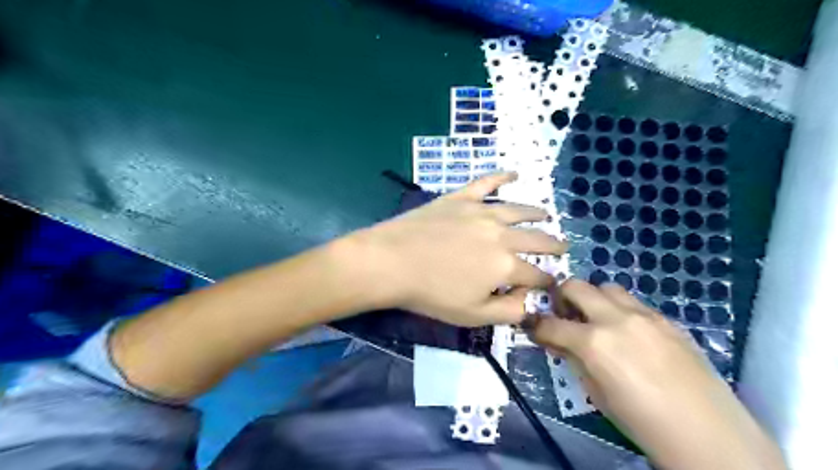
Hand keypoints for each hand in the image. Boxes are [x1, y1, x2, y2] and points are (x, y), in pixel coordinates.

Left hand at [350, 171, 564, 325]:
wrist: (391, 262)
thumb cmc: (431, 293)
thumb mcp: (473, 315)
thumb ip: (509, 311)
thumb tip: (530, 301)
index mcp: (505, 265)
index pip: (537, 274)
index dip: (548, 281)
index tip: (552, 283)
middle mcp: (501, 234)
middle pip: (535, 238)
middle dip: (553, 244)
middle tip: (563, 245)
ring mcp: (481, 212)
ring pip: (517, 209)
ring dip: (535, 213)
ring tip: (546, 214)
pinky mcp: (460, 198)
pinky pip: (486, 183)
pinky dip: (501, 176)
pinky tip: (514, 172)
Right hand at [529, 280, 786, 468]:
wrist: (707, 434)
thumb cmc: (641, 421)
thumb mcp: (595, 393)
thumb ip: (573, 359)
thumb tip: (558, 341)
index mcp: (593, 343)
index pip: (550, 324)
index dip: (537, 326)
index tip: (535, 329)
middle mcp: (615, 319)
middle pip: (576, 286)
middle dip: (561, 297)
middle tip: (563, 314)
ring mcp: (644, 315)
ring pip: (607, 287)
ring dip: (593, 298)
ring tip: (597, 319)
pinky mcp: (666, 318)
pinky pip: (633, 302)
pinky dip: (620, 309)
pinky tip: (628, 332)